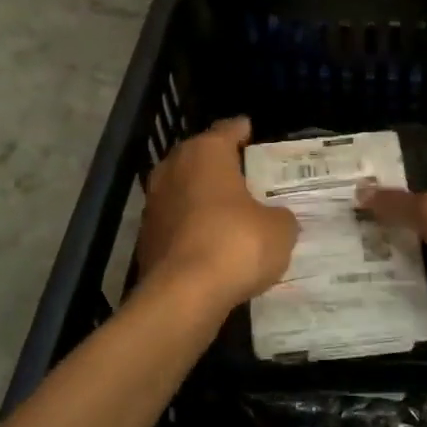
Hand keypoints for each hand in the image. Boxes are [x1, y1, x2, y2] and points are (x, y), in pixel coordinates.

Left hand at [136, 117, 298, 317]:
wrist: (182, 296)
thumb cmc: (235, 244)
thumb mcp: (279, 229)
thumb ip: (280, 217)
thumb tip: (276, 219)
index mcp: (206, 152)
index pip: (227, 129)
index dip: (242, 131)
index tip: (252, 132)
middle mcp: (174, 168)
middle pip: (200, 157)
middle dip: (220, 165)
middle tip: (246, 174)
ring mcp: (154, 203)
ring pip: (184, 189)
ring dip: (203, 197)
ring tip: (229, 210)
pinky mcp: (146, 237)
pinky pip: (176, 222)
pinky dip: (191, 227)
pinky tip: (211, 242)